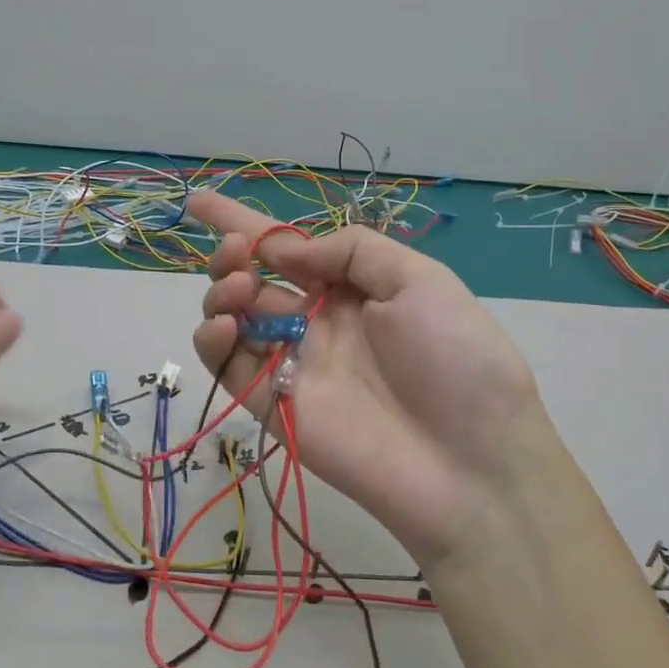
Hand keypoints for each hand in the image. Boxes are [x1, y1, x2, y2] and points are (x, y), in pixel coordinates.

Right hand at [188, 189, 549, 569]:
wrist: (470, 466)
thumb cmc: (455, 360)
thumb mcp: (421, 282)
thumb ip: (353, 251)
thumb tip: (288, 248)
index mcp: (351, 289)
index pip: (288, 249)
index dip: (243, 223)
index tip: (198, 201)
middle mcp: (316, 321)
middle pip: (252, 280)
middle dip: (231, 256)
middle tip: (235, 254)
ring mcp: (292, 364)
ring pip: (232, 319)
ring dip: (221, 292)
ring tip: (238, 289)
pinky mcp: (272, 406)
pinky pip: (228, 366)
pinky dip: (212, 341)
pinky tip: (222, 326)